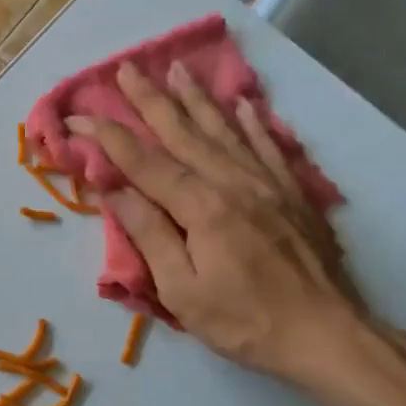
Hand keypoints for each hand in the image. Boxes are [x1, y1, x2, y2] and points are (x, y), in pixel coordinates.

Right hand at [69, 60, 373, 388]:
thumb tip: (114, 191)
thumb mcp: (183, 291)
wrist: (328, 336)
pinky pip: (270, 147)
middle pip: (183, 133)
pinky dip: (254, 123)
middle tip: (126, 69)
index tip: (78, 116)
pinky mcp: (294, 194)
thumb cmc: (246, 322)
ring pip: (225, 130)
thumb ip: (150, 235)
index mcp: (201, 207)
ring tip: (178, 70)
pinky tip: (244, 104)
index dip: (108, 137)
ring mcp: (268, 184)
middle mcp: (233, 182)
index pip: (143, 163)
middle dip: (150, 100)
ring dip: (197, 99)